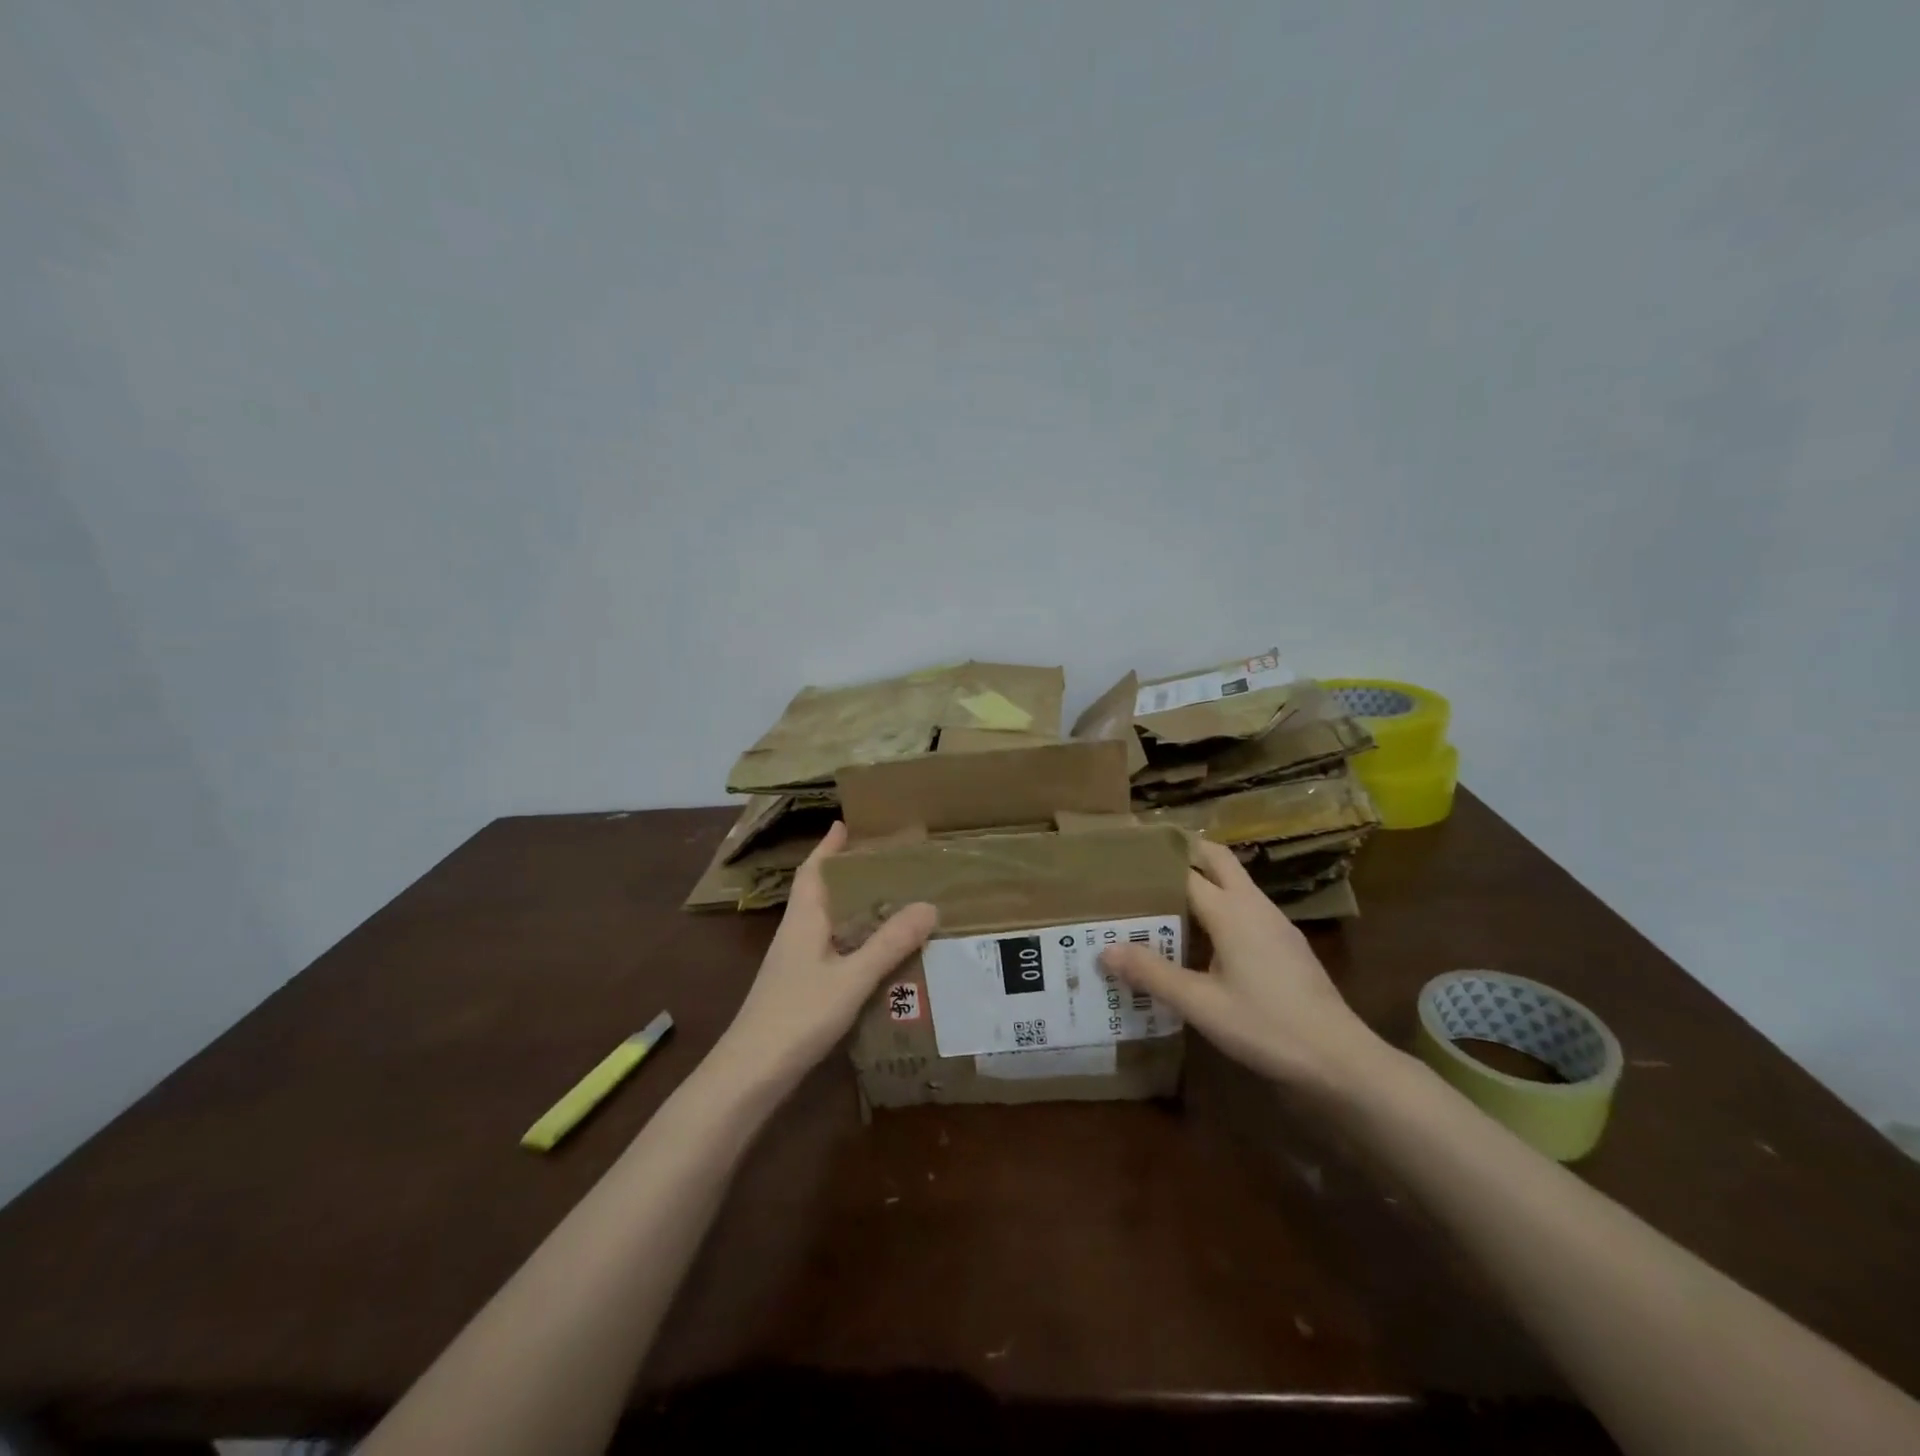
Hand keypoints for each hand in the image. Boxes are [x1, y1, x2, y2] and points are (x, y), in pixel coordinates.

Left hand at [714, 822, 936, 1087]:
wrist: (750, 1073)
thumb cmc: (798, 1015)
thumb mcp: (852, 978)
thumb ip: (889, 944)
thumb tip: (929, 905)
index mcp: (803, 919)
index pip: (814, 870)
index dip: (829, 846)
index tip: (847, 823)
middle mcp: (796, 933)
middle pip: (820, 892)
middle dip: (846, 873)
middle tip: (885, 862)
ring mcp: (794, 963)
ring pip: (825, 922)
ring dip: (850, 907)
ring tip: (888, 901)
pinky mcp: (798, 988)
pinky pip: (829, 949)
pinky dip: (851, 940)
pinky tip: (874, 954)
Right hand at [1099, 836, 1388, 1090]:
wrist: (1340, 1060)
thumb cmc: (1266, 1026)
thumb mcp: (1201, 1004)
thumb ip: (1153, 974)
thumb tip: (1104, 950)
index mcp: (1232, 911)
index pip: (1186, 872)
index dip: (1153, 866)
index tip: (1123, 863)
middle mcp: (1254, 906)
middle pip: (1218, 860)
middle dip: (1186, 853)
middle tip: (1146, 865)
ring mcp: (1276, 924)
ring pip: (1235, 884)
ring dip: (1204, 880)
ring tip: (1165, 899)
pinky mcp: (1287, 945)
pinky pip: (1246, 908)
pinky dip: (1221, 906)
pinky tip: (1204, 938)